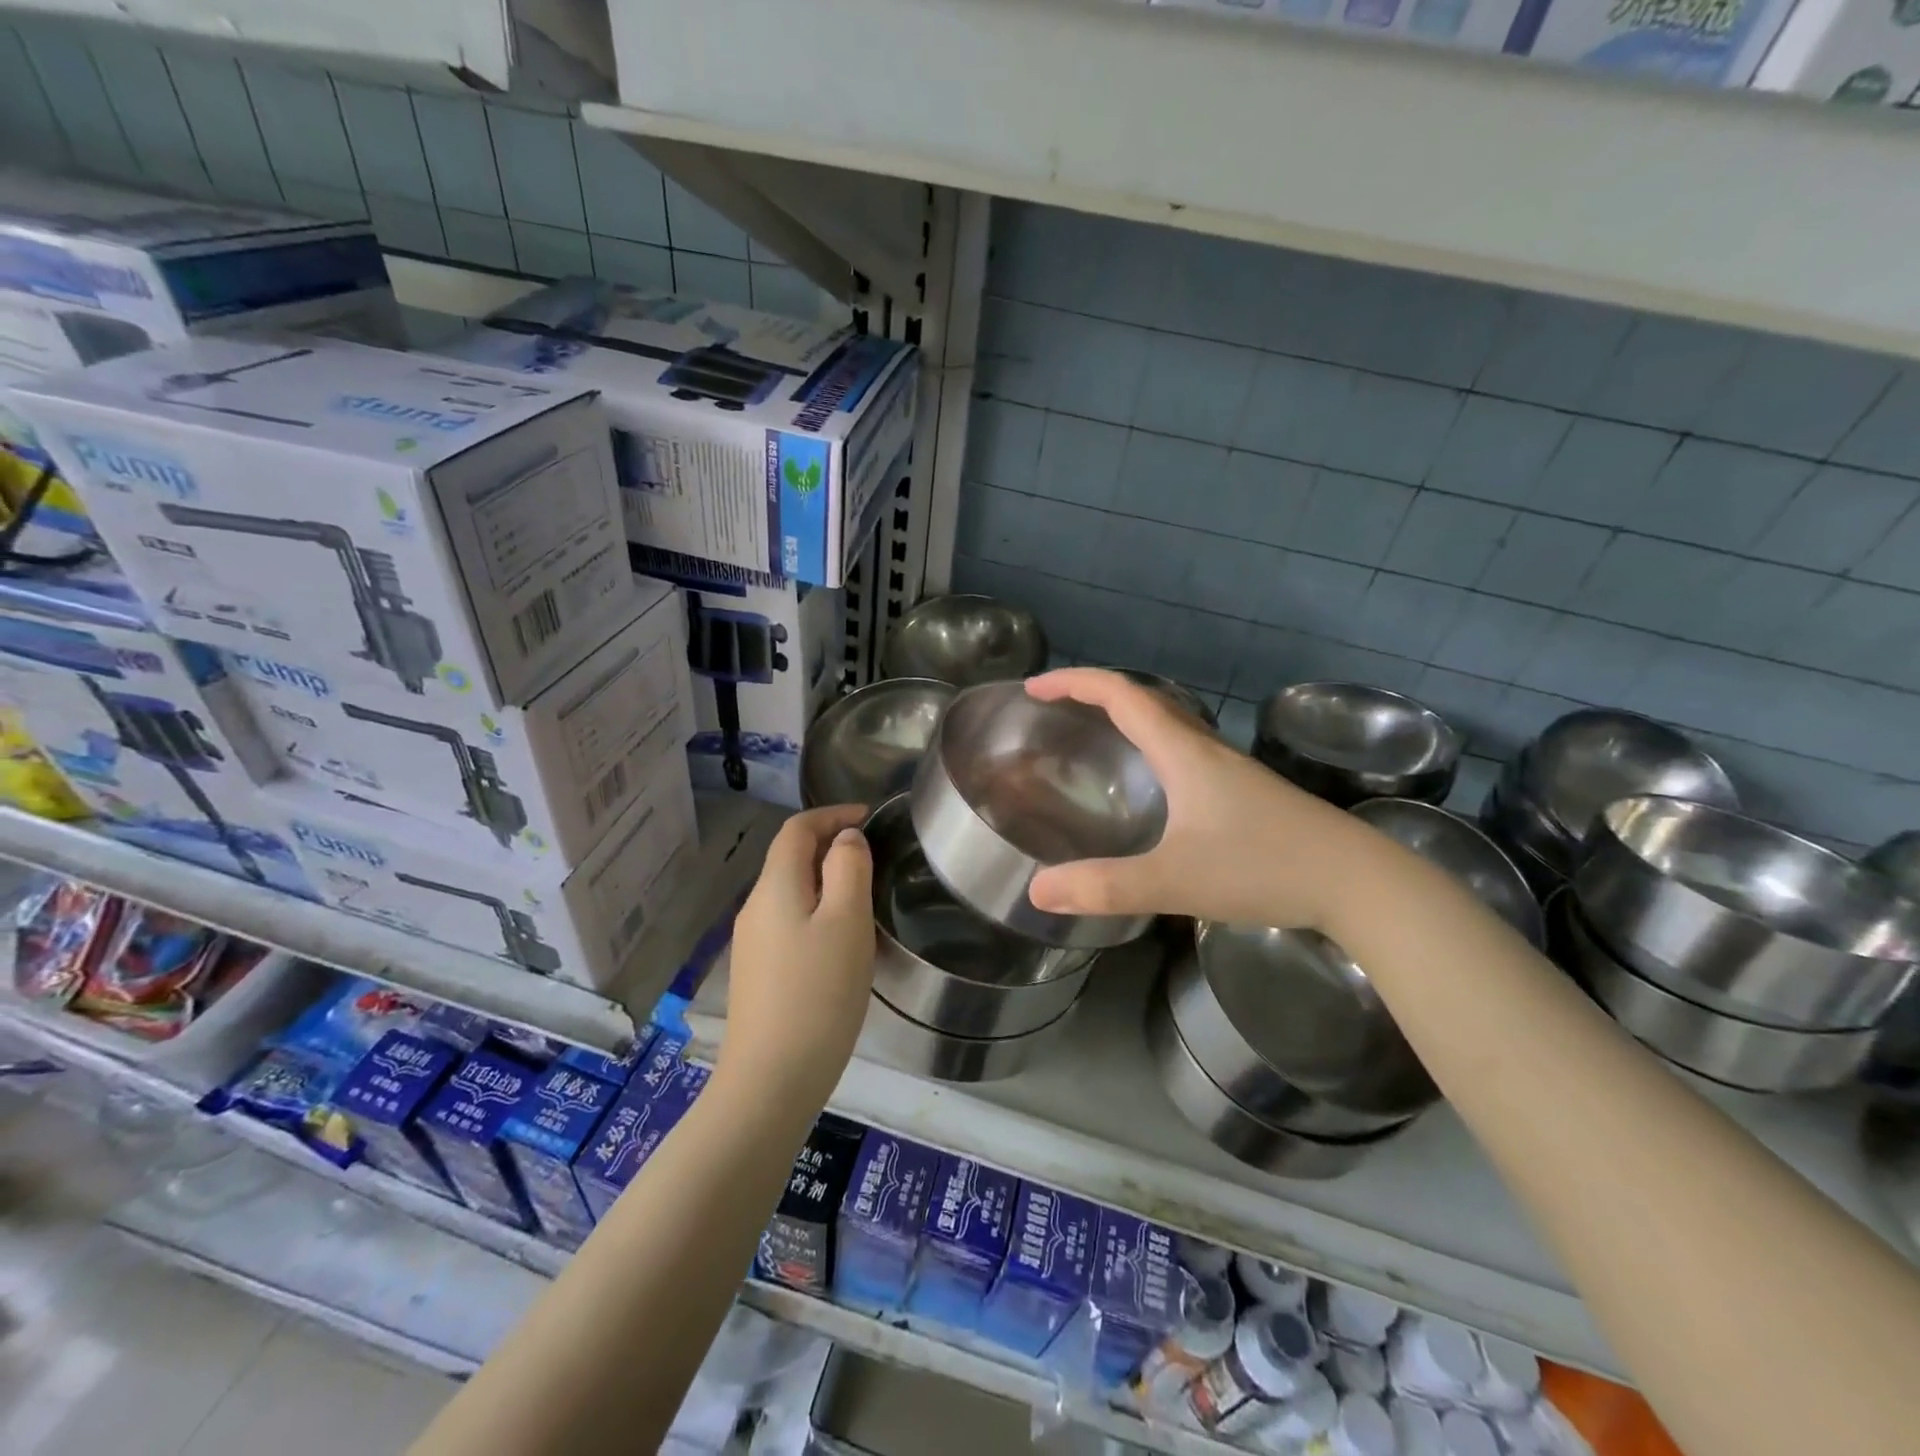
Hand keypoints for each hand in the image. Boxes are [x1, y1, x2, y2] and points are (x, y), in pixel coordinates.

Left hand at [718, 805, 875, 1109]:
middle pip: (790, 859)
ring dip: (825, 881)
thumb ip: (849, 868)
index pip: (796, 829)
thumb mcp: (847, 921)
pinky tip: (840, 943)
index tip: (869, 816)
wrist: (771, 1080)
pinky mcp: (757, 974)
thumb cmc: (818, 993)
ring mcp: (751, 944)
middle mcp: (755, 908)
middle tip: (874, 857)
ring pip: (791, 893)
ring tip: (865, 898)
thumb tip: (845, 838)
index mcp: (775, 886)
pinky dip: (816, 912)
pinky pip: (789, 923)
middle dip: (829, 847)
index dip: (831, 814)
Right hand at [1025, 669, 1368, 930]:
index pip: (1121, 695)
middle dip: (1094, 694)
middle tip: (1055, 709)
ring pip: (1169, 723)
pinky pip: (1185, 749)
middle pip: (1144, 700)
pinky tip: (1152, 783)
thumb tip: (1037, 892)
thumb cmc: (1265, 868)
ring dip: (1126, 716)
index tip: (1034, 689)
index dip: (1074, 683)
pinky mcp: (1246, 791)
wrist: (1360, 882)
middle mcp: (1206, 749)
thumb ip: (1105, 887)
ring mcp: (1231, 769)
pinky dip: (1152, 744)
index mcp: (1184, 752)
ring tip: (1093, 736)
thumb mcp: (1175, 881)